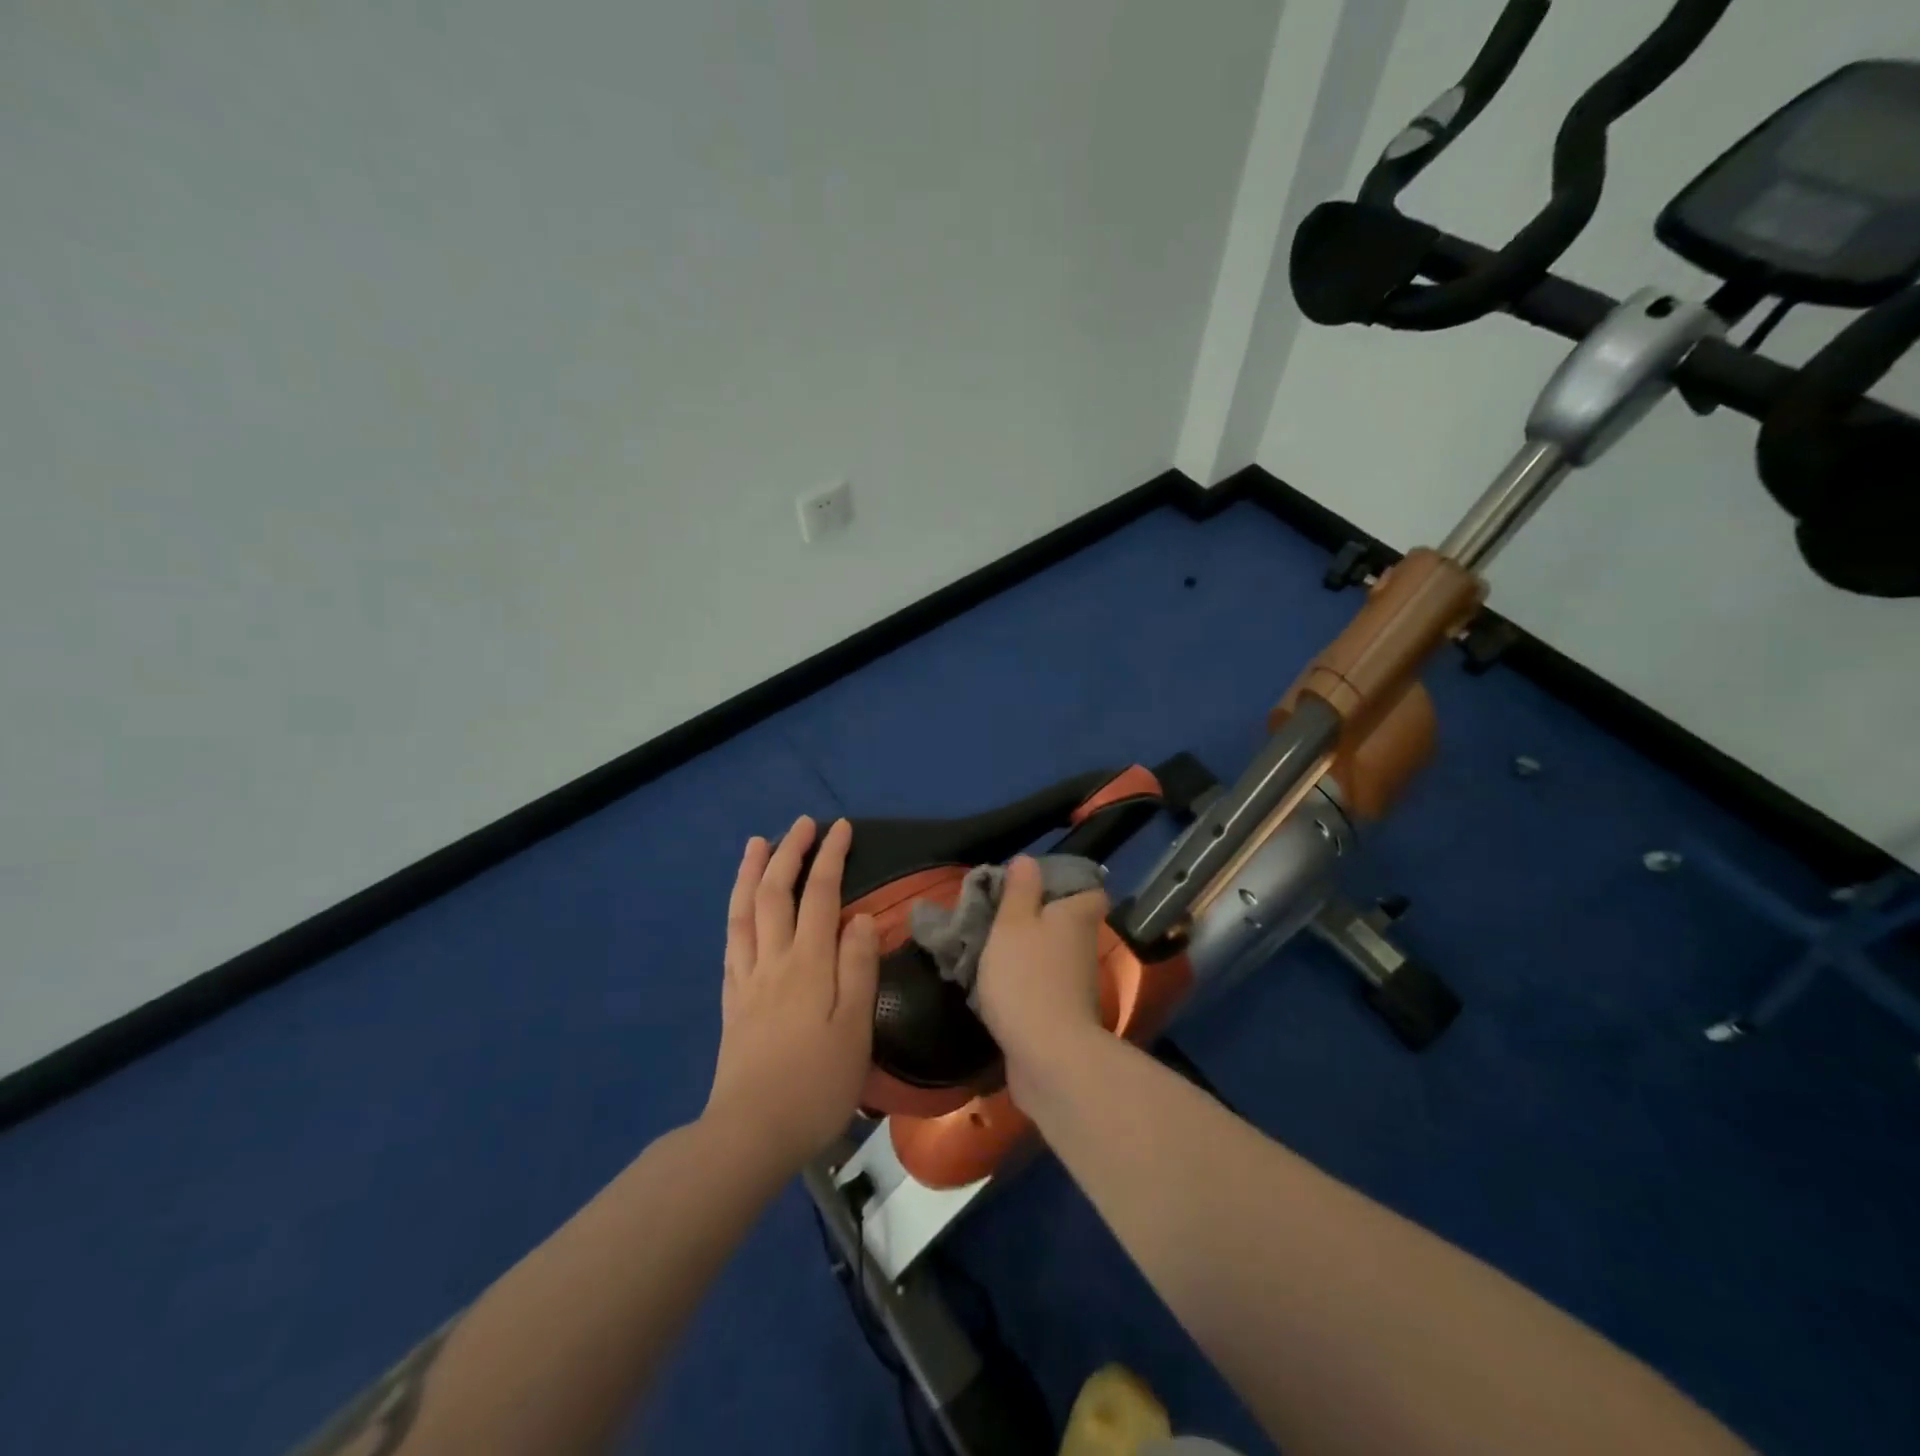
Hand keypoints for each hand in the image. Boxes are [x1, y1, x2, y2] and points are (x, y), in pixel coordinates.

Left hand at [704, 816, 878, 1171]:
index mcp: (808, 964)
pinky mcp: (732, 1002)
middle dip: (789, 853)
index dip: (830, 857)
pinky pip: (731, 943)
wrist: (751, 1133)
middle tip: (802, 824)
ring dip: (752, 872)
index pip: (820, 895)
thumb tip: (863, 917)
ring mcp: (747, 980)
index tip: (840, 827)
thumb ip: (858, 968)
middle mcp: (773, 960)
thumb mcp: (854, 1029)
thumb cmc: (816, 1083)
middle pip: (775, 893)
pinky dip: (736, 913)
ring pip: (744, 912)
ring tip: (757, 844)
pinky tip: (739, 909)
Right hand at [974, 854, 1110, 1105]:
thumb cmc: (1027, 977)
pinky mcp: (1063, 1015)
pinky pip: (1042, 986)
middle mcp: (1084, 946)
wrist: (1048, 1057)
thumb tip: (1028, 860)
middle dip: (1037, 919)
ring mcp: (1076, 984)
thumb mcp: (1013, 923)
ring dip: (1027, 952)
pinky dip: (1024, 983)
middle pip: (1066, 923)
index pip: (1090, 891)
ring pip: (1052, 955)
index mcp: (1077, 916)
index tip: (1033, 886)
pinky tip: (994, 985)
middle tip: (998, 916)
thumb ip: (1019, 890)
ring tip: (987, 948)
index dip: (1068, 885)